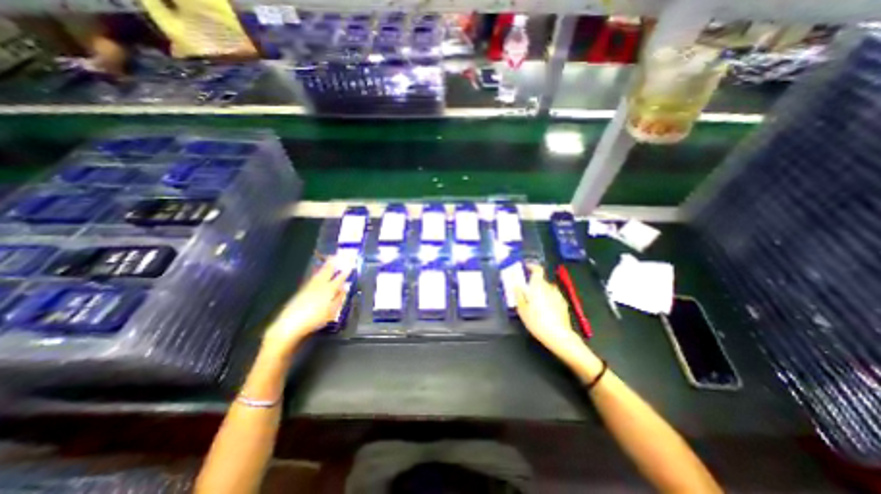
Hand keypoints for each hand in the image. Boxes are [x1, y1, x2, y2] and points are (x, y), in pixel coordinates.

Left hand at [262, 261, 352, 356]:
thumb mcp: (332, 311)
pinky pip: (313, 277)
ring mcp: (310, 286)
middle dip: (334, 263)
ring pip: (320, 273)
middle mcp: (320, 285)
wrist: (290, 323)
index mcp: (329, 289)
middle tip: (338, 256)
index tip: (350, 265)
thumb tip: (345, 288)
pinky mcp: (302, 290)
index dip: (346, 271)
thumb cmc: (315, 319)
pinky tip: (319, 273)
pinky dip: (318, 272)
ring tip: (330, 260)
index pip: (340, 278)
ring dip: (326, 266)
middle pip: (328, 271)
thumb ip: (339, 298)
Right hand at [514, 267, 602, 374]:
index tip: (525, 267)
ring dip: (540, 292)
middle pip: (541, 280)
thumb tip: (516, 286)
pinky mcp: (563, 303)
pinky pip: (553, 296)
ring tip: (534, 303)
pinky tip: (544, 310)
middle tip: (525, 292)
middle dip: (533, 284)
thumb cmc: (537, 321)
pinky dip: (548, 299)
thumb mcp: (522, 309)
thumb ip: (519, 295)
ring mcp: (558, 295)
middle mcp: (549, 287)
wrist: (558, 336)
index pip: (537, 269)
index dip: (531, 266)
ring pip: (547, 289)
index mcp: (538, 286)